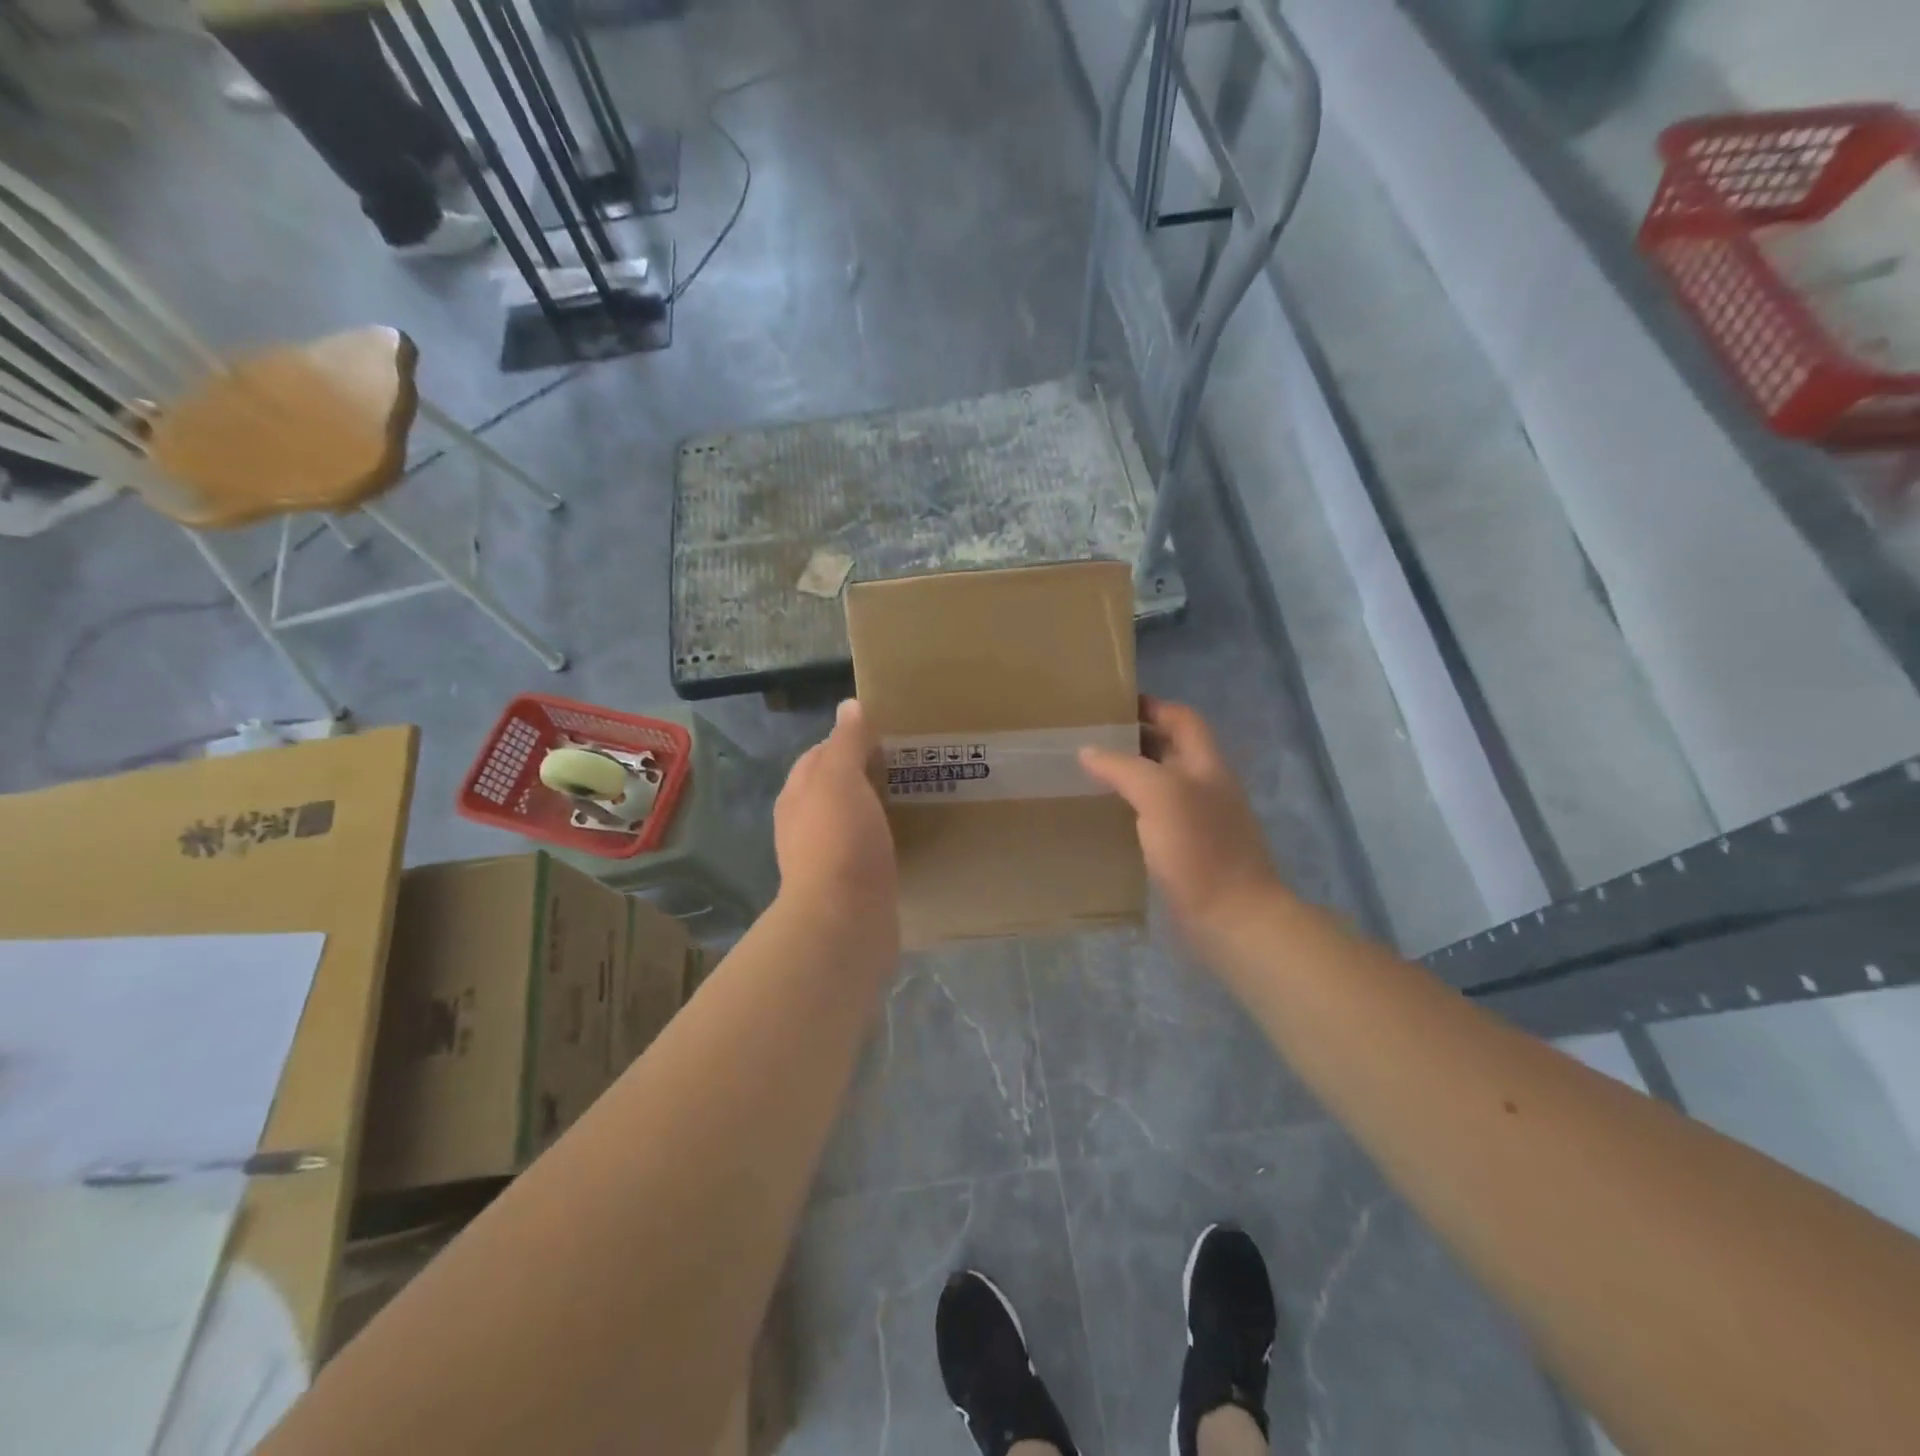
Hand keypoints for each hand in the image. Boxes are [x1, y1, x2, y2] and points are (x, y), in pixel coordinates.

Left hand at [774, 699, 897, 936]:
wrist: (844, 922)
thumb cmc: (839, 841)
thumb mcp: (839, 779)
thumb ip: (845, 742)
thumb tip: (849, 706)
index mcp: (798, 795)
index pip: (820, 755)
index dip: (849, 740)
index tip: (888, 734)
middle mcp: (806, 825)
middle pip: (837, 788)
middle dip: (868, 773)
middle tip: (911, 763)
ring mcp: (827, 858)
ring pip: (854, 820)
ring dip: (878, 807)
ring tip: (918, 795)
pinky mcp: (851, 886)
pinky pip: (870, 851)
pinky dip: (887, 839)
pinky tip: (912, 837)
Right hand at [1080, 698, 1278, 945]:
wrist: (1232, 918)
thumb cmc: (1201, 849)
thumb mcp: (1161, 796)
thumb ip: (1124, 768)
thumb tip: (1089, 751)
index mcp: (1207, 765)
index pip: (1183, 719)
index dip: (1153, 706)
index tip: (1113, 705)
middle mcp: (1205, 787)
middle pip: (1171, 749)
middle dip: (1135, 739)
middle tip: (1090, 738)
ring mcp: (1198, 821)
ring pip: (1161, 784)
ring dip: (1130, 775)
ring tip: (1089, 773)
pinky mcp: (1186, 851)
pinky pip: (1155, 817)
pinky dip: (1131, 809)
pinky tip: (1105, 816)